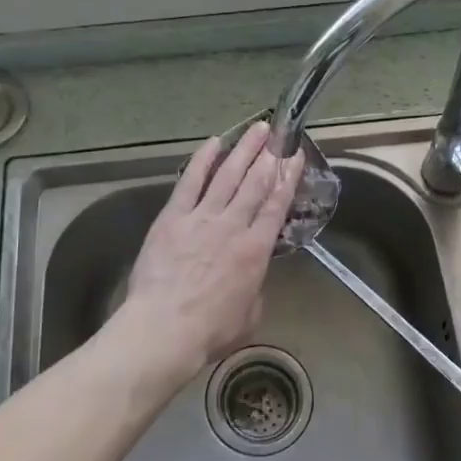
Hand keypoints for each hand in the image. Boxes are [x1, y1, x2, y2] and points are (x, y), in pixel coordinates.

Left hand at [115, 123, 303, 384]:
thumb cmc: (210, 331)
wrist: (164, 328)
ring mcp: (202, 217)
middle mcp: (233, 225)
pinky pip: (190, 182)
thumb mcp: (250, 315)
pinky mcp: (173, 217)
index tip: (295, 157)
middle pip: (255, 183)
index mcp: (256, 250)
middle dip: (269, 155)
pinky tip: (213, 143)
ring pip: (227, 175)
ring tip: (256, 129)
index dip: (289, 178)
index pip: (277, 205)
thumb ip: (255, 289)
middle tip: (278, 133)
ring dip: (243, 150)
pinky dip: (203, 160)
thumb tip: (252, 277)